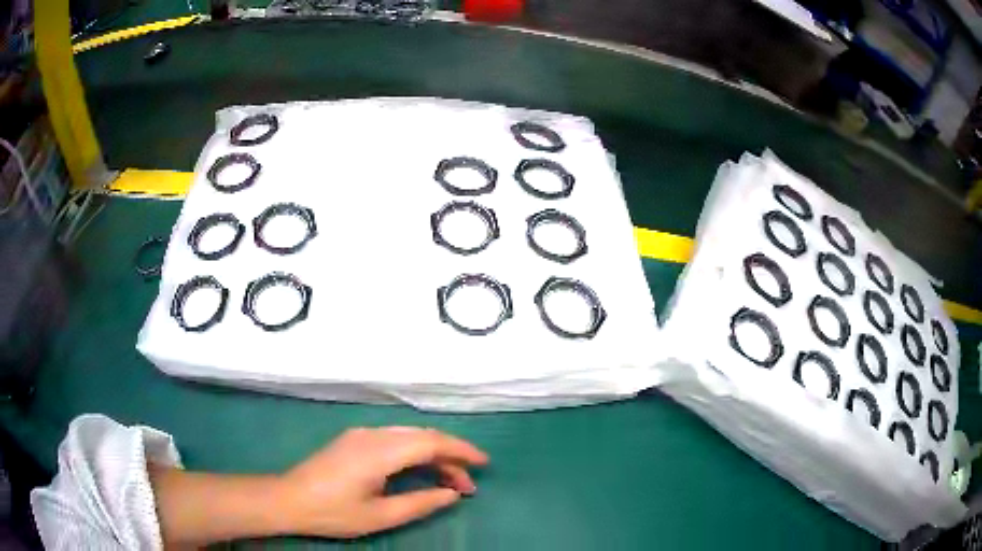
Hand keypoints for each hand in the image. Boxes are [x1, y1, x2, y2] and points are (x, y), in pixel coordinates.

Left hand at [274, 427, 488, 537]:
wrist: (288, 499)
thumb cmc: (333, 512)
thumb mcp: (380, 516)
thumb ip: (420, 503)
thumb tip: (452, 494)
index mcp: (379, 452)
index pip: (431, 442)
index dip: (461, 450)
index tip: (484, 463)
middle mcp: (373, 435)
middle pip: (423, 436)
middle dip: (451, 456)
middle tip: (467, 484)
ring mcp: (362, 434)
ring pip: (410, 436)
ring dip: (434, 454)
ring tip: (449, 482)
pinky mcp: (355, 439)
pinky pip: (395, 438)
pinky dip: (416, 452)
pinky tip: (421, 470)